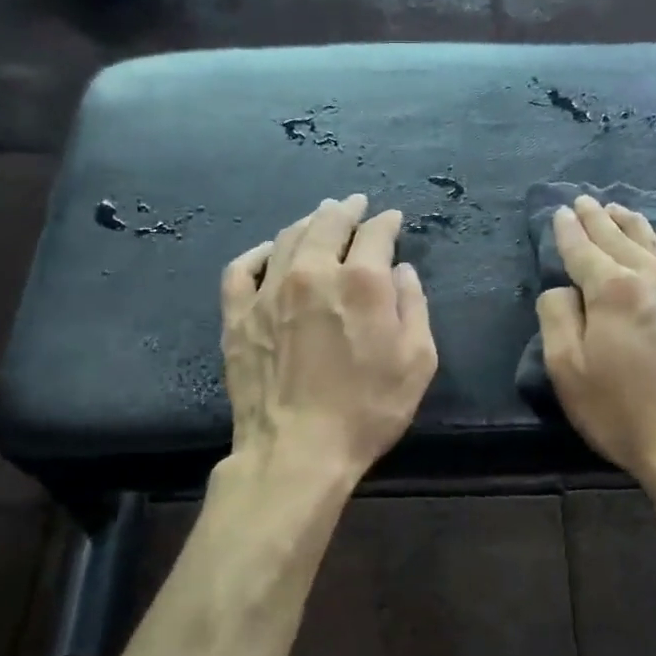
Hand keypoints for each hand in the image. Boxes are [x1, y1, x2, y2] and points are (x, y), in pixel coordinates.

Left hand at [222, 194, 437, 481]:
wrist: (297, 451)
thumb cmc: (368, 410)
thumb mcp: (417, 362)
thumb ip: (414, 307)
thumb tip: (401, 271)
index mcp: (361, 281)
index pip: (375, 233)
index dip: (386, 222)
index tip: (391, 219)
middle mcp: (313, 273)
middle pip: (328, 223)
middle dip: (345, 209)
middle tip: (353, 203)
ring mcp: (268, 292)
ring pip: (287, 238)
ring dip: (308, 222)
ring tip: (318, 218)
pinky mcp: (237, 315)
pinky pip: (242, 268)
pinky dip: (258, 253)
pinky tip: (269, 252)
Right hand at [537, 196, 655, 486]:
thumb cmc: (622, 413)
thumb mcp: (567, 371)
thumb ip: (557, 317)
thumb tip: (563, 287)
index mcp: (614, 290)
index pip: (583, 250)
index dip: (568, 230)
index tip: (561, 212)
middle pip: (622, 238)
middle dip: (599, 218)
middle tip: (586, 202)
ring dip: (635, 224)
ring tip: (621, 210)